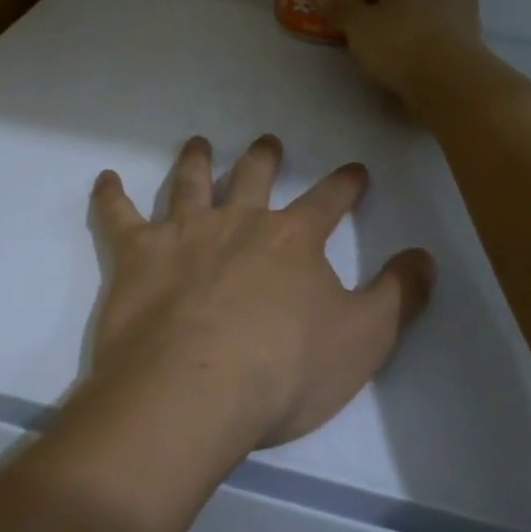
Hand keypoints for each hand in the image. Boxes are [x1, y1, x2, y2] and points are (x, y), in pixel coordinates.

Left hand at [86, 135, 433, 453]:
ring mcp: (183, 233)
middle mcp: (238, 221)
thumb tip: (425, 257)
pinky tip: (105, 179)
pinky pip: (118, 216)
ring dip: (195, 160)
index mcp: (293, 239)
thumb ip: (399, 295)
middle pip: (254, 176)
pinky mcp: (136, 255)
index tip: (355, 170)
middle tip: (269, 141)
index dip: (346, 184)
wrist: (194, 390)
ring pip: (190, 183)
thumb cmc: (285, 371)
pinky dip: (111, 196)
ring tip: (198, 143)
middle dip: (265, 157)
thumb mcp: (365, 340)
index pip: (329, 199)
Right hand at [314, 0, 484, 108]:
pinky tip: (400, 51)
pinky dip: (423, 30)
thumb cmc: (404, 42)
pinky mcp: (468, 45)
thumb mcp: (360, 25)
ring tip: (382, 26)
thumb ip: (339, 6)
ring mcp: (467, 16)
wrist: (452, 88)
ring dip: (412, 7)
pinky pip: (443, 26)